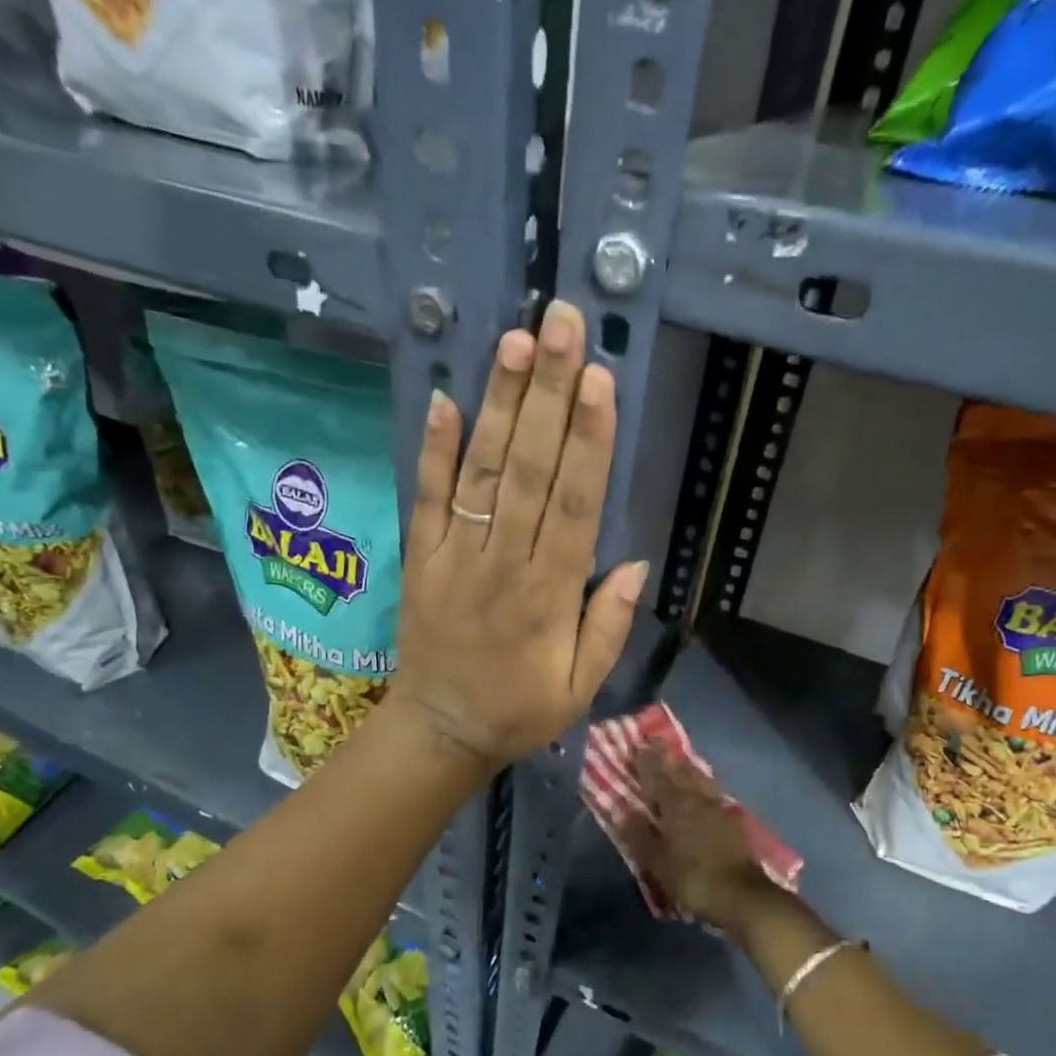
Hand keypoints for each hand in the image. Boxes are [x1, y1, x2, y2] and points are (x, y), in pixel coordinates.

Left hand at [387, 301, 647, 773]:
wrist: (439, 730)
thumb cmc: (519, 710)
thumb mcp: (580, 687)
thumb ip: (607, 626)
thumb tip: (634, 562)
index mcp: (548, 596)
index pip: (574, 505)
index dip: (589, 441)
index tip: (600, 379)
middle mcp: (502, 564)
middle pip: (529, 470)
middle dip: (549, 396)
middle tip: (562, 325)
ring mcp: (455, 557)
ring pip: (481, 473)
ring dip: (500, 406)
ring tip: (516, 343)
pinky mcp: (420, 559)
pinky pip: (426, 498)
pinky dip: (433, 450)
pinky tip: (445, 398)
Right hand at [624, 743, 779, 933]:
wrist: (741, 895)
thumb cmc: (692, 877)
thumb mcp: (656, 861)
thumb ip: (639, 834)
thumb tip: (625, 811)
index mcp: (676, 804)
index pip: (657, 776)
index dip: (647, 760)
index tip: (639, 743)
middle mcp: (698, 799)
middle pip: (681, 772)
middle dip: (667, 757)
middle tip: (657, 743)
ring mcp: (719, 809)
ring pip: (701, 780)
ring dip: (688, 768)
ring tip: (680, 761)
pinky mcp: (733, 822)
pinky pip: (713, 794)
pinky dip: (703, 786)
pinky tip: (703, 791)